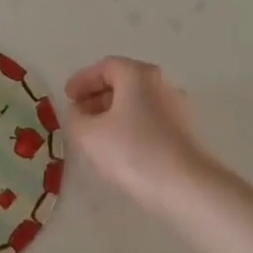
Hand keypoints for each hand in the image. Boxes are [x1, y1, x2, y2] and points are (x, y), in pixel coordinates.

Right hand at [62, 56, 212, 203]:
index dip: (83, 80)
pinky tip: (120, 148)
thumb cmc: (132, 152)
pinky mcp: (185, 132)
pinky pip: (151, 120)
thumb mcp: (89, 135)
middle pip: (124, 82)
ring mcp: (178, 108)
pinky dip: (131, 126)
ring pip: (138, 102)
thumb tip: (79, 112)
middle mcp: (162, 84)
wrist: (185, 186)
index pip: (106, 66)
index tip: (67, 97)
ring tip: (96, 135)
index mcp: (138, 75)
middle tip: (79, 115)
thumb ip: (76, 118)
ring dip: (114, 113)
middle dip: (97, 96)